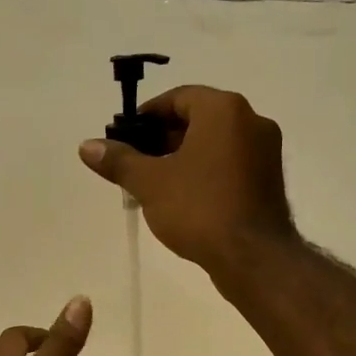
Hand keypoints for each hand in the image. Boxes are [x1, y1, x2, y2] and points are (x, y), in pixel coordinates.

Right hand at [78, 85, 296, 277]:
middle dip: (162, 138)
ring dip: (182, 156)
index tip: (124, 137)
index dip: (147, 115)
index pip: (178, 98)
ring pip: (214, 143)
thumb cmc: (199, 209)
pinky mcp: (268, 180)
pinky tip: (182, 197)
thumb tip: (87, 146)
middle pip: (198, 119)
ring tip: (152, 183)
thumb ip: (118, 161)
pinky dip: (204, 171)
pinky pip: (230, 164)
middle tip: (134, 162)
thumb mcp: (150, 183)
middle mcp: (251, 121)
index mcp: (224, 110)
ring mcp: (265, 152)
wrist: (252, 257)